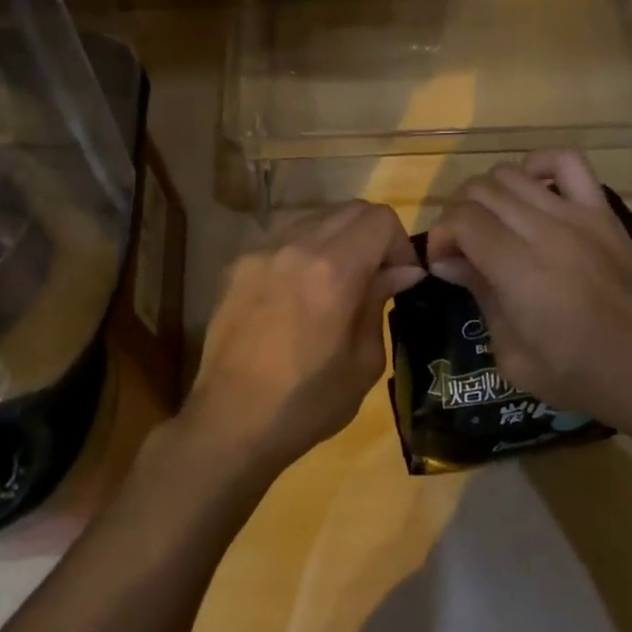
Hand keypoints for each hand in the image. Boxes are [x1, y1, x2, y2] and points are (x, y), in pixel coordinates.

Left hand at [183, 201, 423, 477]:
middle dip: (372, 236)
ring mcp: (262, 250)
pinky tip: (298, 292)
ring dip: (337, 239)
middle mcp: (296, 244)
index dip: (400, 243)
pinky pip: (283, 238)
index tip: (400, 277)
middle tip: (374, 277)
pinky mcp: (238, 263)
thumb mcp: (363, 361)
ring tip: (335, 282)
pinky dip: (303, 251)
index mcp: (333, 269)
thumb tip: (401, 270)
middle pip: (350, 209)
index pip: (380, 218)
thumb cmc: (307, 402)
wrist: (230, 421)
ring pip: (315, 217)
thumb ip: (380, 301)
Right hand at [426, 150, 631, 443]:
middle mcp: (546, 231)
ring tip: (493, 223)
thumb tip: (447, 259)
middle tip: (463, 247)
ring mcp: (577, 216)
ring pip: (510, 173)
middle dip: (458, 215)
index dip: (439, 236)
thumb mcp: (512, 354)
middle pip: (480, 191)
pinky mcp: (602, 211)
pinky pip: (567, 161)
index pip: (462, 220)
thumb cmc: (580, 376)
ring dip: (489, 194)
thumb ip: (479, 295)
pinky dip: (539, 164)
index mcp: (521, 271)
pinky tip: (532, 190)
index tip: (442, 262)